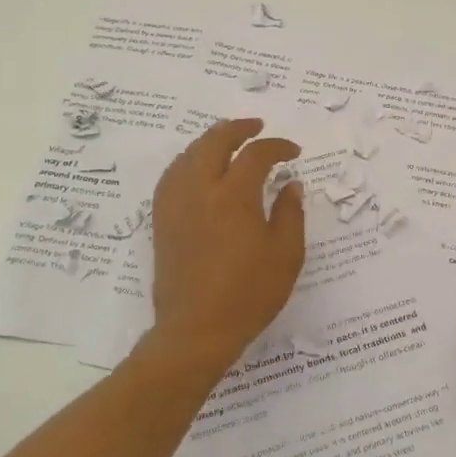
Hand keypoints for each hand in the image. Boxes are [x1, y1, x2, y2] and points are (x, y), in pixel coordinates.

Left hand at [150, 118, 304, 369]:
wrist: (197, 330)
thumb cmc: (249, 294)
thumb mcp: (286, 255)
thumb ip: (290, 213)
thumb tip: (291, 185)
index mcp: (234, 196)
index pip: (256, 154)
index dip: (277, 147)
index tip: (293, 153)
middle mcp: (200, 190)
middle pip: (214, 141)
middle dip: (238, 128)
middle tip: (257, 126)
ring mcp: (176, 204)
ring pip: (188, 155)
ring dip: (210, 141)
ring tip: (227, 141)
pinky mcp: (162, 220)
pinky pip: (172, 176)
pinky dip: (188, 162)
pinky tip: (197, 168)